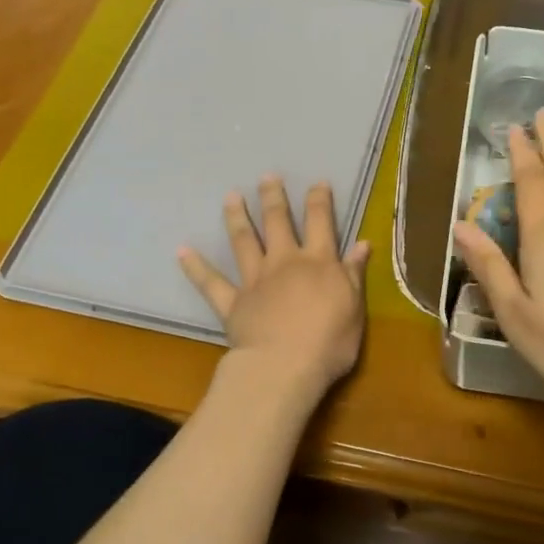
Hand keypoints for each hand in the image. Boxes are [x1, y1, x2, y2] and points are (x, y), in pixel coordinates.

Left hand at [180, 177, 371, 390]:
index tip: (317, 182)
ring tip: (230, 197)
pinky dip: (195, 267)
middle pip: (278, 222)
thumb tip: (362, 244)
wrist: (284, 367)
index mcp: (319, 262)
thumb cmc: (329, 342)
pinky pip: (211, 283)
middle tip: (267, 177)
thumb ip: (354, 274)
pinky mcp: (233, 303)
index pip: (321, 222)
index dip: (319, 200)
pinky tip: (182, 250)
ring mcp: (255, 280)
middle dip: (273, 197)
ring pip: (244, 242)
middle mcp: (285, 262)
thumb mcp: (354, 307)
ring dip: (237, 218)